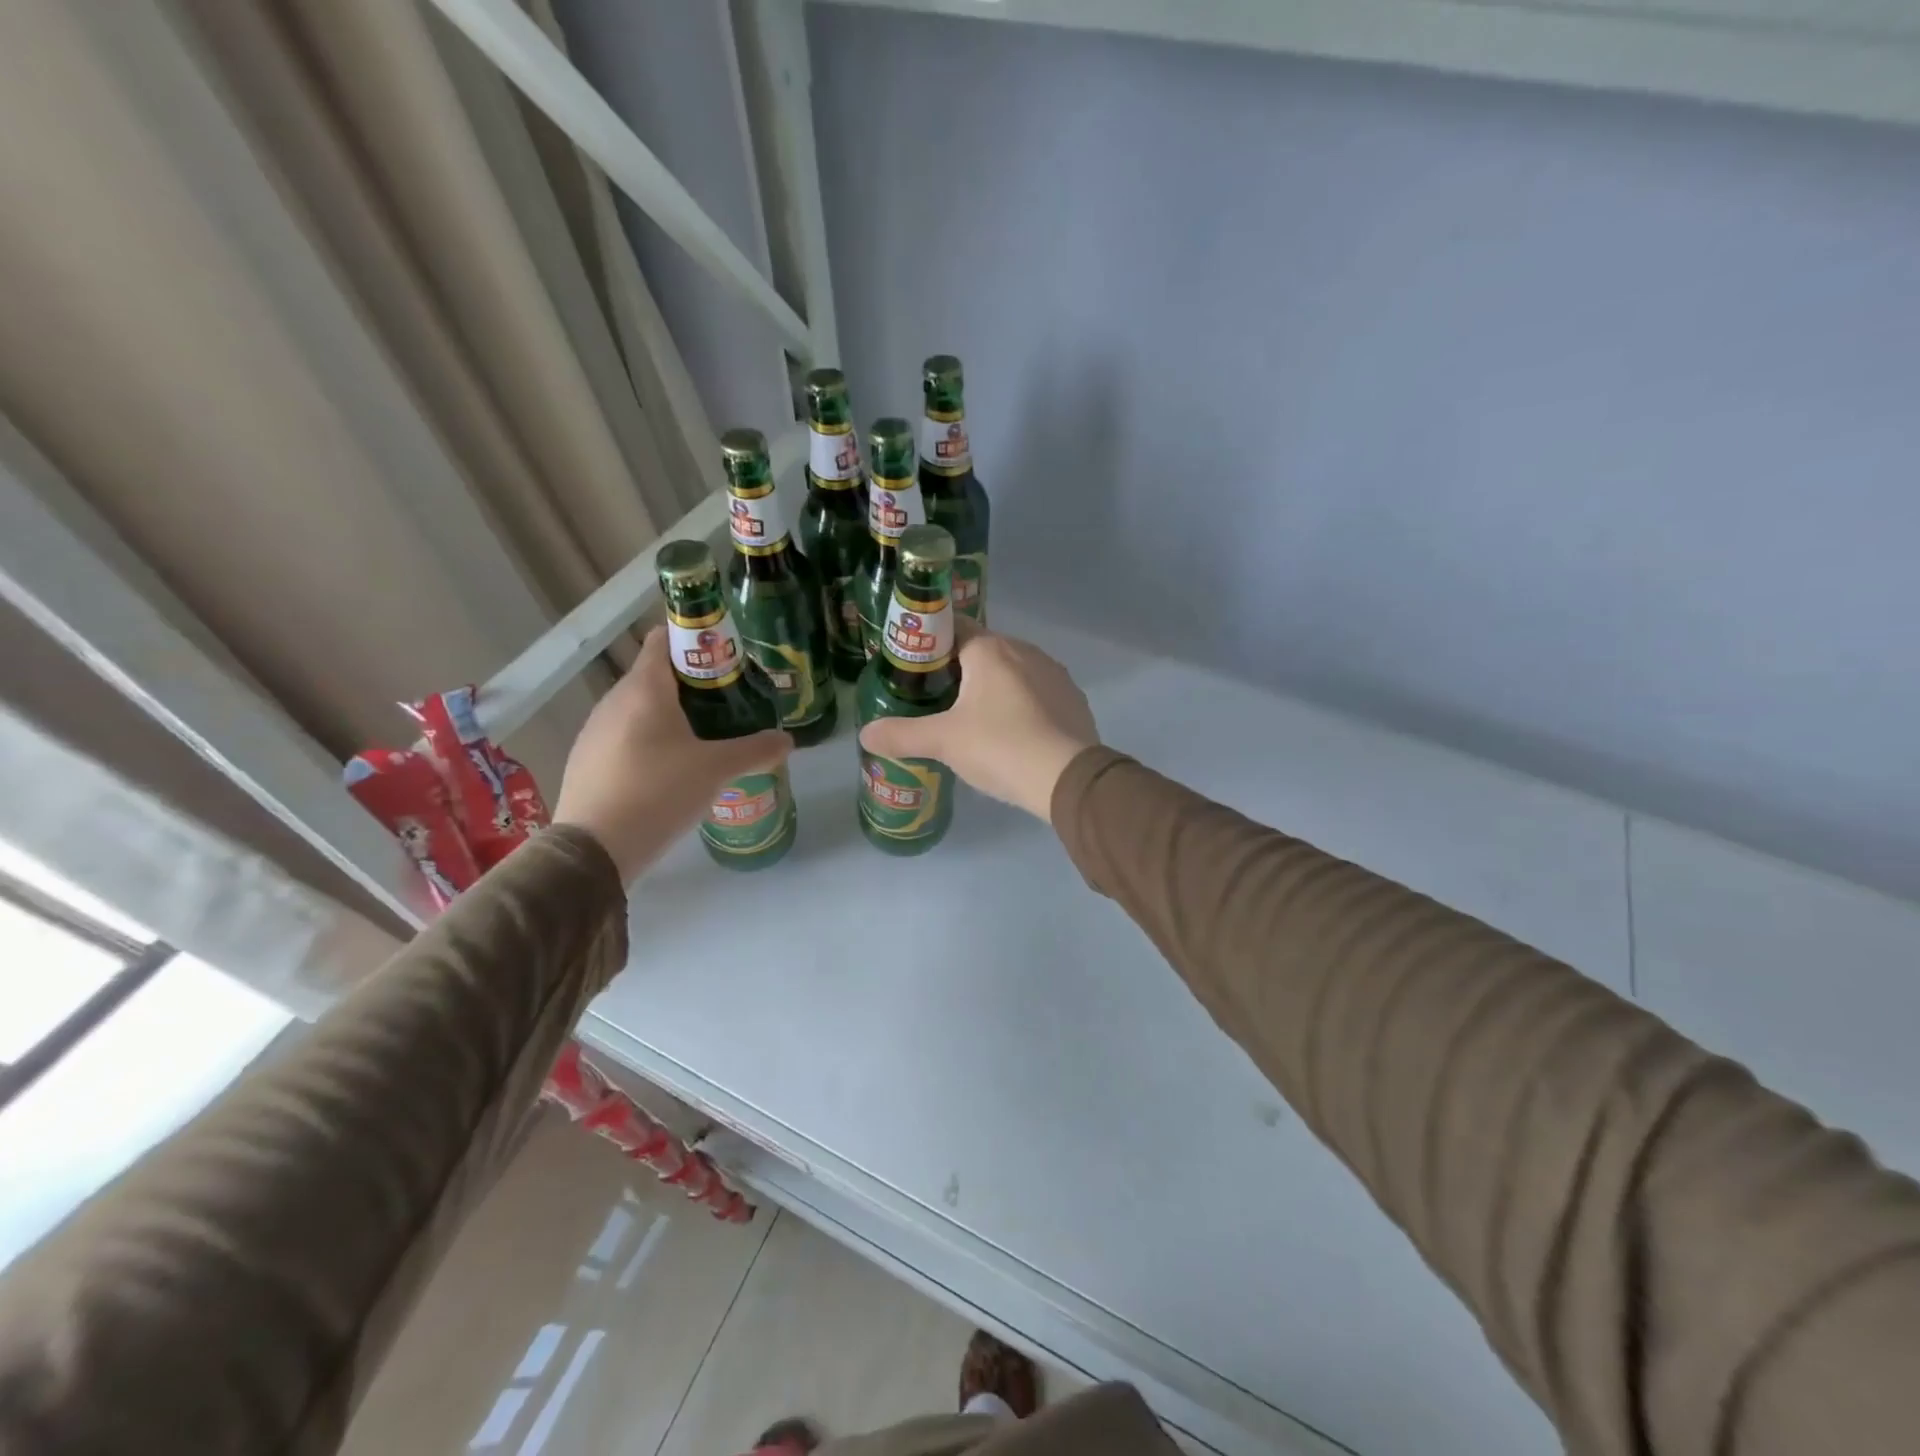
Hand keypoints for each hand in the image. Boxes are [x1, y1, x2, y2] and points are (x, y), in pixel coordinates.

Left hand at [554, 628, 791, 881]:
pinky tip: (672, 771)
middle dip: (694, 685)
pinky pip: (626, 737)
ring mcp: (596, 731)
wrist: (593, 849)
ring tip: (706, 739)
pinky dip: (651, 741)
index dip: (696, 640)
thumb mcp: (716, 770)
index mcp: (644, 688)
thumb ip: (755, 750)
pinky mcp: (588, 760)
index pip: (664, 639)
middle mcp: (614, 700)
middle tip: (730, 704)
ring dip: (672, 716)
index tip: (727, 658)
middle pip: (656, 676)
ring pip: (640, 709)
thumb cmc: (658, 792)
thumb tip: (787, 740)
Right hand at [857, 629, 1097, 822]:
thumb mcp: (943, 742)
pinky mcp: (1073, 700)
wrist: (1067, 778)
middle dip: (960, 671)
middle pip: (983, 651)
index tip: (915, 671)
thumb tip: (864, 734)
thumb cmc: (999, 746)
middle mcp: (1025, 650)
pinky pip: (1038, 694)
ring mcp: (1054, 674)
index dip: (930, 645)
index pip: (953, 627)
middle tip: (937, 702)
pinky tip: (1013, 735)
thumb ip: (901, 735)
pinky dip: (1022, 706)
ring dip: (994, 689)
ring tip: (974, 722)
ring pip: (1013, 672)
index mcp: (990, 649)